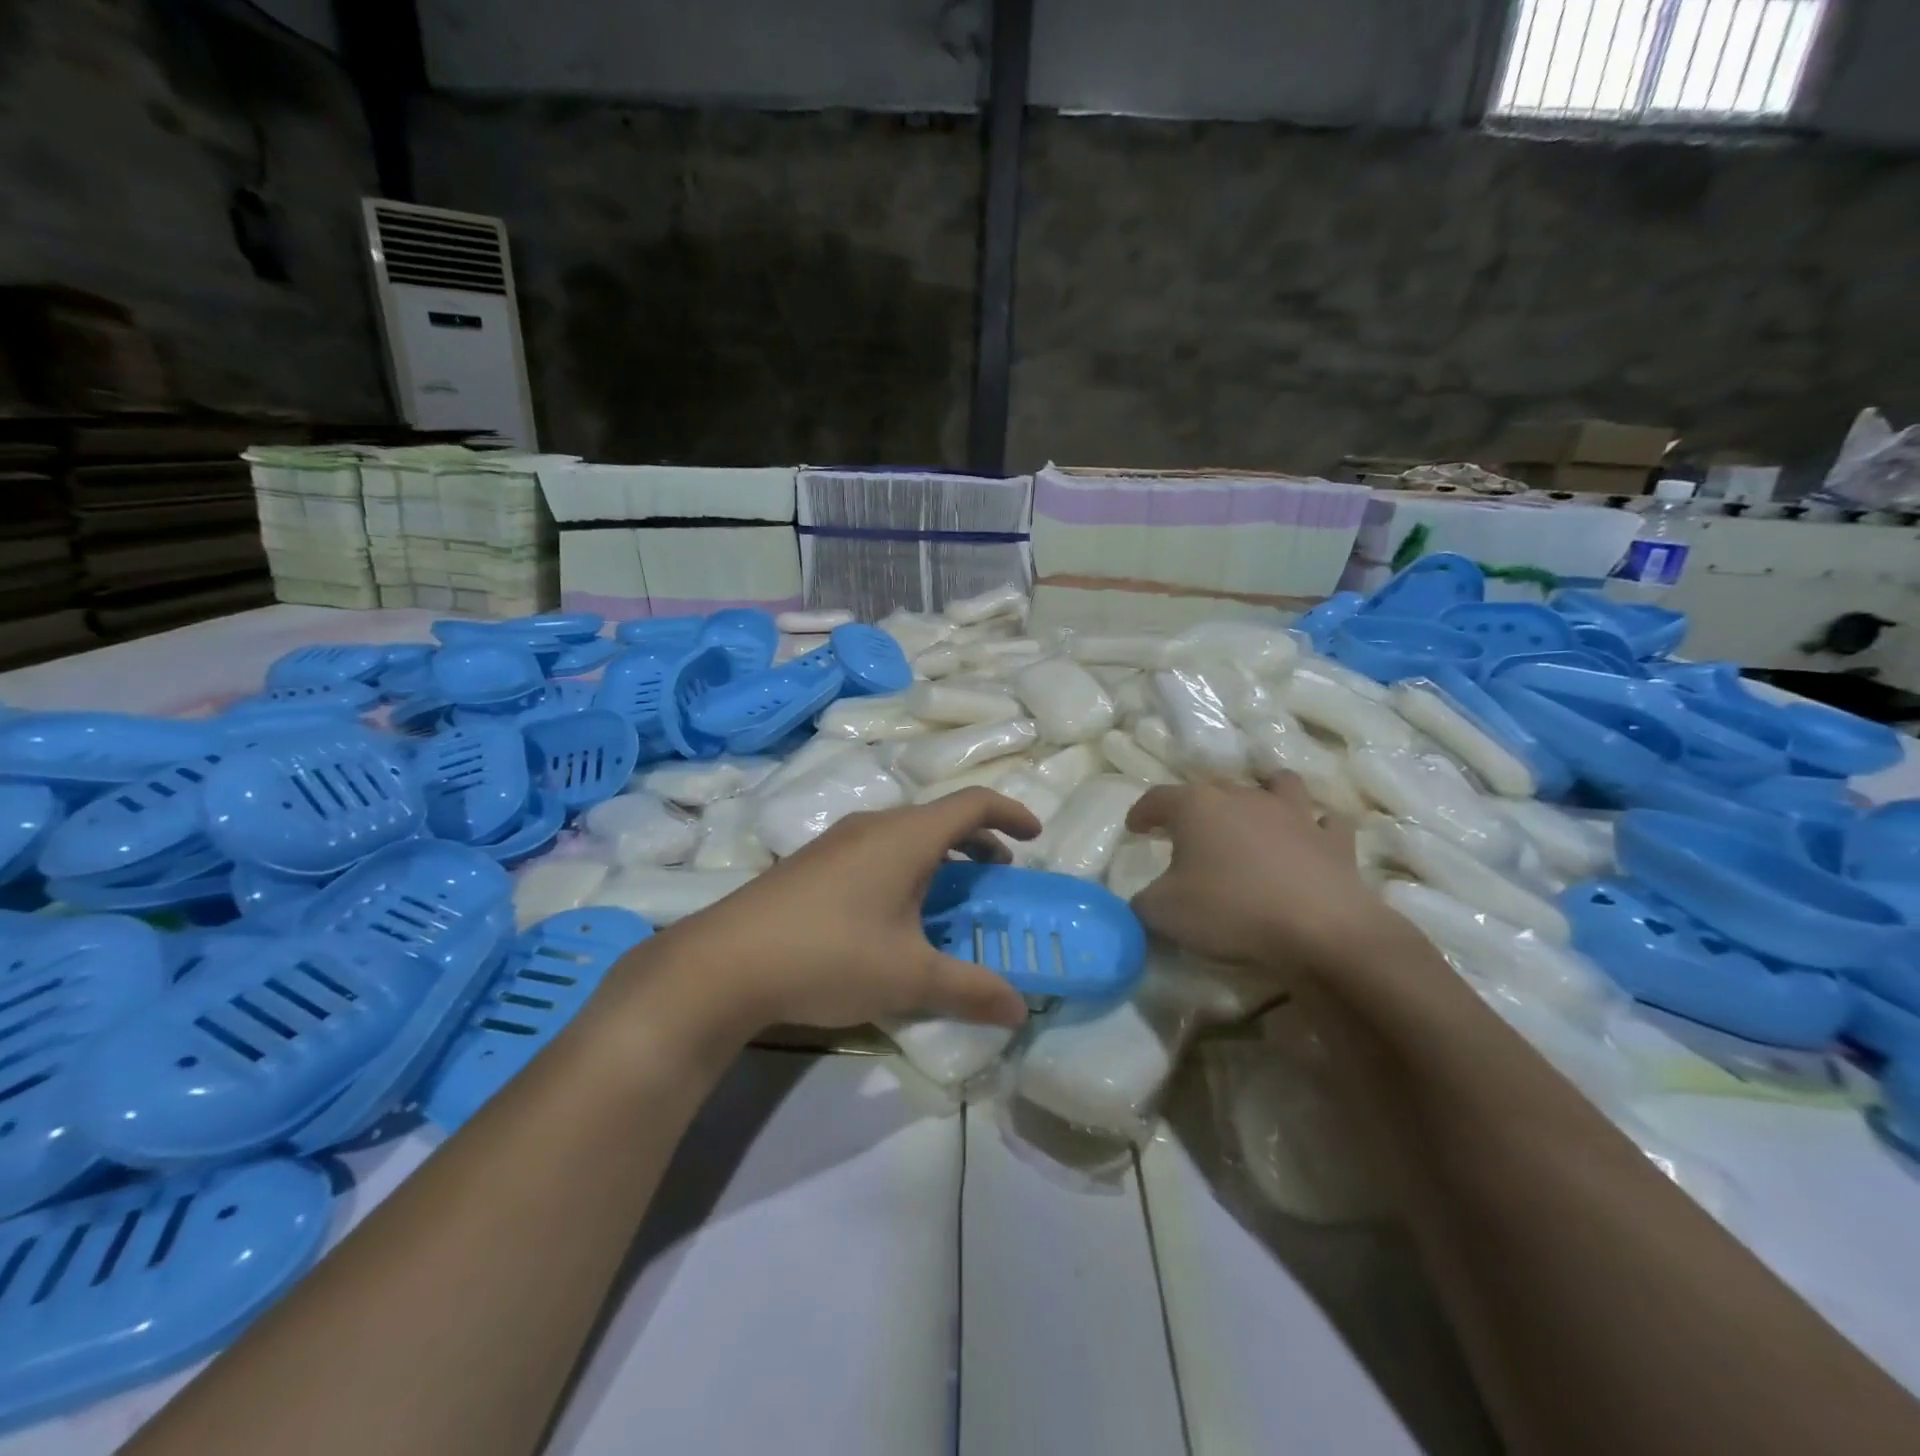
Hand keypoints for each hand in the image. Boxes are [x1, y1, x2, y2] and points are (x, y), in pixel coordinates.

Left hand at [641, 789, 1041, 1037]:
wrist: (724, 963)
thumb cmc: (831, 955)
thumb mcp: (909, 977)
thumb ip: (970, 989)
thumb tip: (1019, 1009)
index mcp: (906, 836)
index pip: (972, 804)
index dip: (1010, 813)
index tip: (1034, 836)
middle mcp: (873, 826)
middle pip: (938, 818)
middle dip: (977, 842)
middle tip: (997, 875)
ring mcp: (836, 842)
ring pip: (903, 835)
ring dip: (938, 857)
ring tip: (948, 898)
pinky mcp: (810, 864)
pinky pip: (874, 851)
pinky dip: (904, 868)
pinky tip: (892, 915)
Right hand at [1125, 773, 1385, 978]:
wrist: (1320, 930)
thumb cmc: (1230, 910)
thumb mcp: (1163, 912)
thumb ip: (1143, 901)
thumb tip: (1144, 899)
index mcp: (1196, 807)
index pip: (1157, 798)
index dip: (1142, 811)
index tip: (1134, 828)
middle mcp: (1244, 797)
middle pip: (1213, 788)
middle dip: (1196, 805)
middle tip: (1187, 832)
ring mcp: (1294, 814)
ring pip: (1277, 784)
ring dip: (1264, 793)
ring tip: (1254, 814)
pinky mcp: (1334, 840)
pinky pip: (1325, 822)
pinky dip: (1315, 828)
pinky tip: (1309, 840)